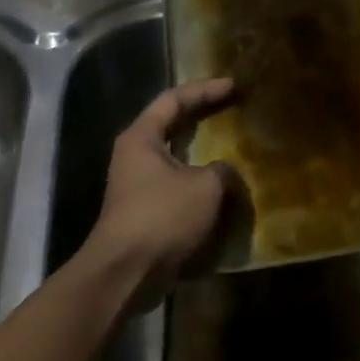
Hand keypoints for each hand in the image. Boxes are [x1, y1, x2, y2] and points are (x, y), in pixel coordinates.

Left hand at [84, 78, 237, 304]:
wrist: (125, 274)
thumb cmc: (162, 217)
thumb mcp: (206, 186)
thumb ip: (222, 170)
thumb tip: (223, 172)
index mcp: (142, 137)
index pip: (174, 99)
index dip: (205, 89)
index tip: (234, 86)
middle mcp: (135, 155)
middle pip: (171, 124)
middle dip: (203, 115)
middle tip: (233, 108)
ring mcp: (137, 184)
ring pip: (175, 156)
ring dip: (202, 150)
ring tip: (232, 145)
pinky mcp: (144, 211)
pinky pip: (177, 184)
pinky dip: (199, 180)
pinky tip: (221, 185)